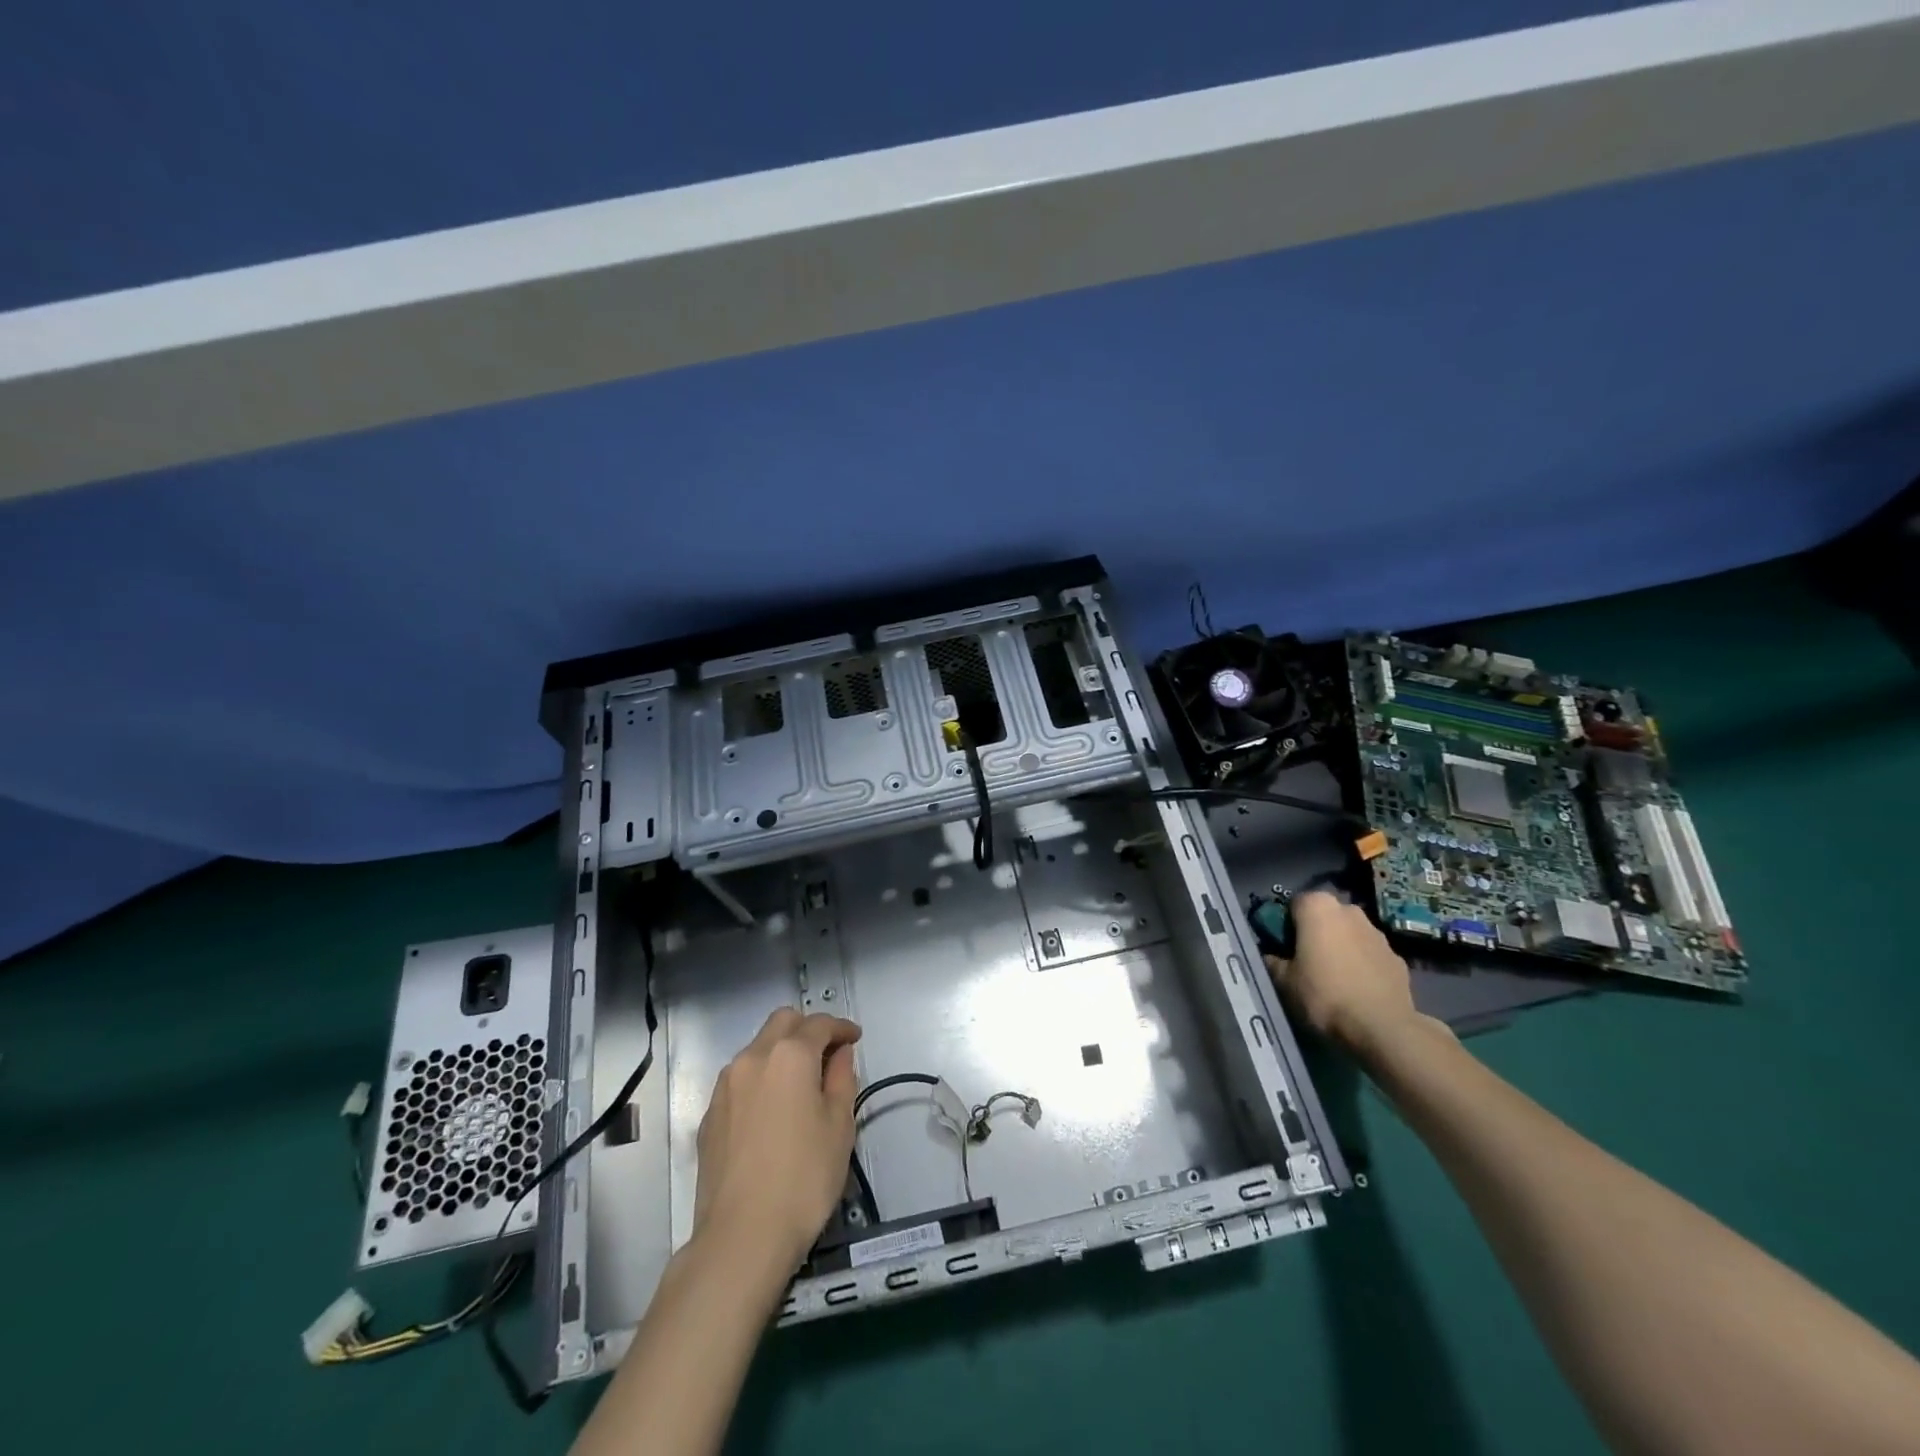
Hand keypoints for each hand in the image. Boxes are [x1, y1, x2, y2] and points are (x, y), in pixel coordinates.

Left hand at [692, 1008, 861, 1271]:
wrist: (741, 1236)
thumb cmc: (804, 1177)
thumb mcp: (839, 1126)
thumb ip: (842, 1078)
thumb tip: (839, 1054)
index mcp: (789, 1055)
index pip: (820, 1024)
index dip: (842, 1027)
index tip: (855, 1038)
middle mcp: (752, 1058)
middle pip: (782, 1022)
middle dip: (807, 1028)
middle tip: (828, 1053)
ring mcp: (725, 1086)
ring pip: (757, 1048)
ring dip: (781, 1052)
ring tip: (800, 1082)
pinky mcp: (710, 1115)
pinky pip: (740, 1079)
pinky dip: (761, 1078)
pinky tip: (772, 1109)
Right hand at [1264, 891, 1444, 1055]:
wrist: (1382, 1027)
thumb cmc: (1324, 994)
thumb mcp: (1284, 981)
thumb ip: (1272, 961)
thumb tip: (1270, 956)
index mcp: (1318, 907)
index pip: (1293, 904)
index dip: (1286, 924)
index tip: (1283, 947)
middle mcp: (1350, 910)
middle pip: (1325, 916)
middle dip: (1316, 932)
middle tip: (1307, 960)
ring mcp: (1378, 933)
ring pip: (1350, 933)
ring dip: (1341, 947)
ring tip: (1334, 978)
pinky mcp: (1398, 958)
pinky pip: (1371, 955)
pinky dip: (1363, 965)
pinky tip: (1358, 989)